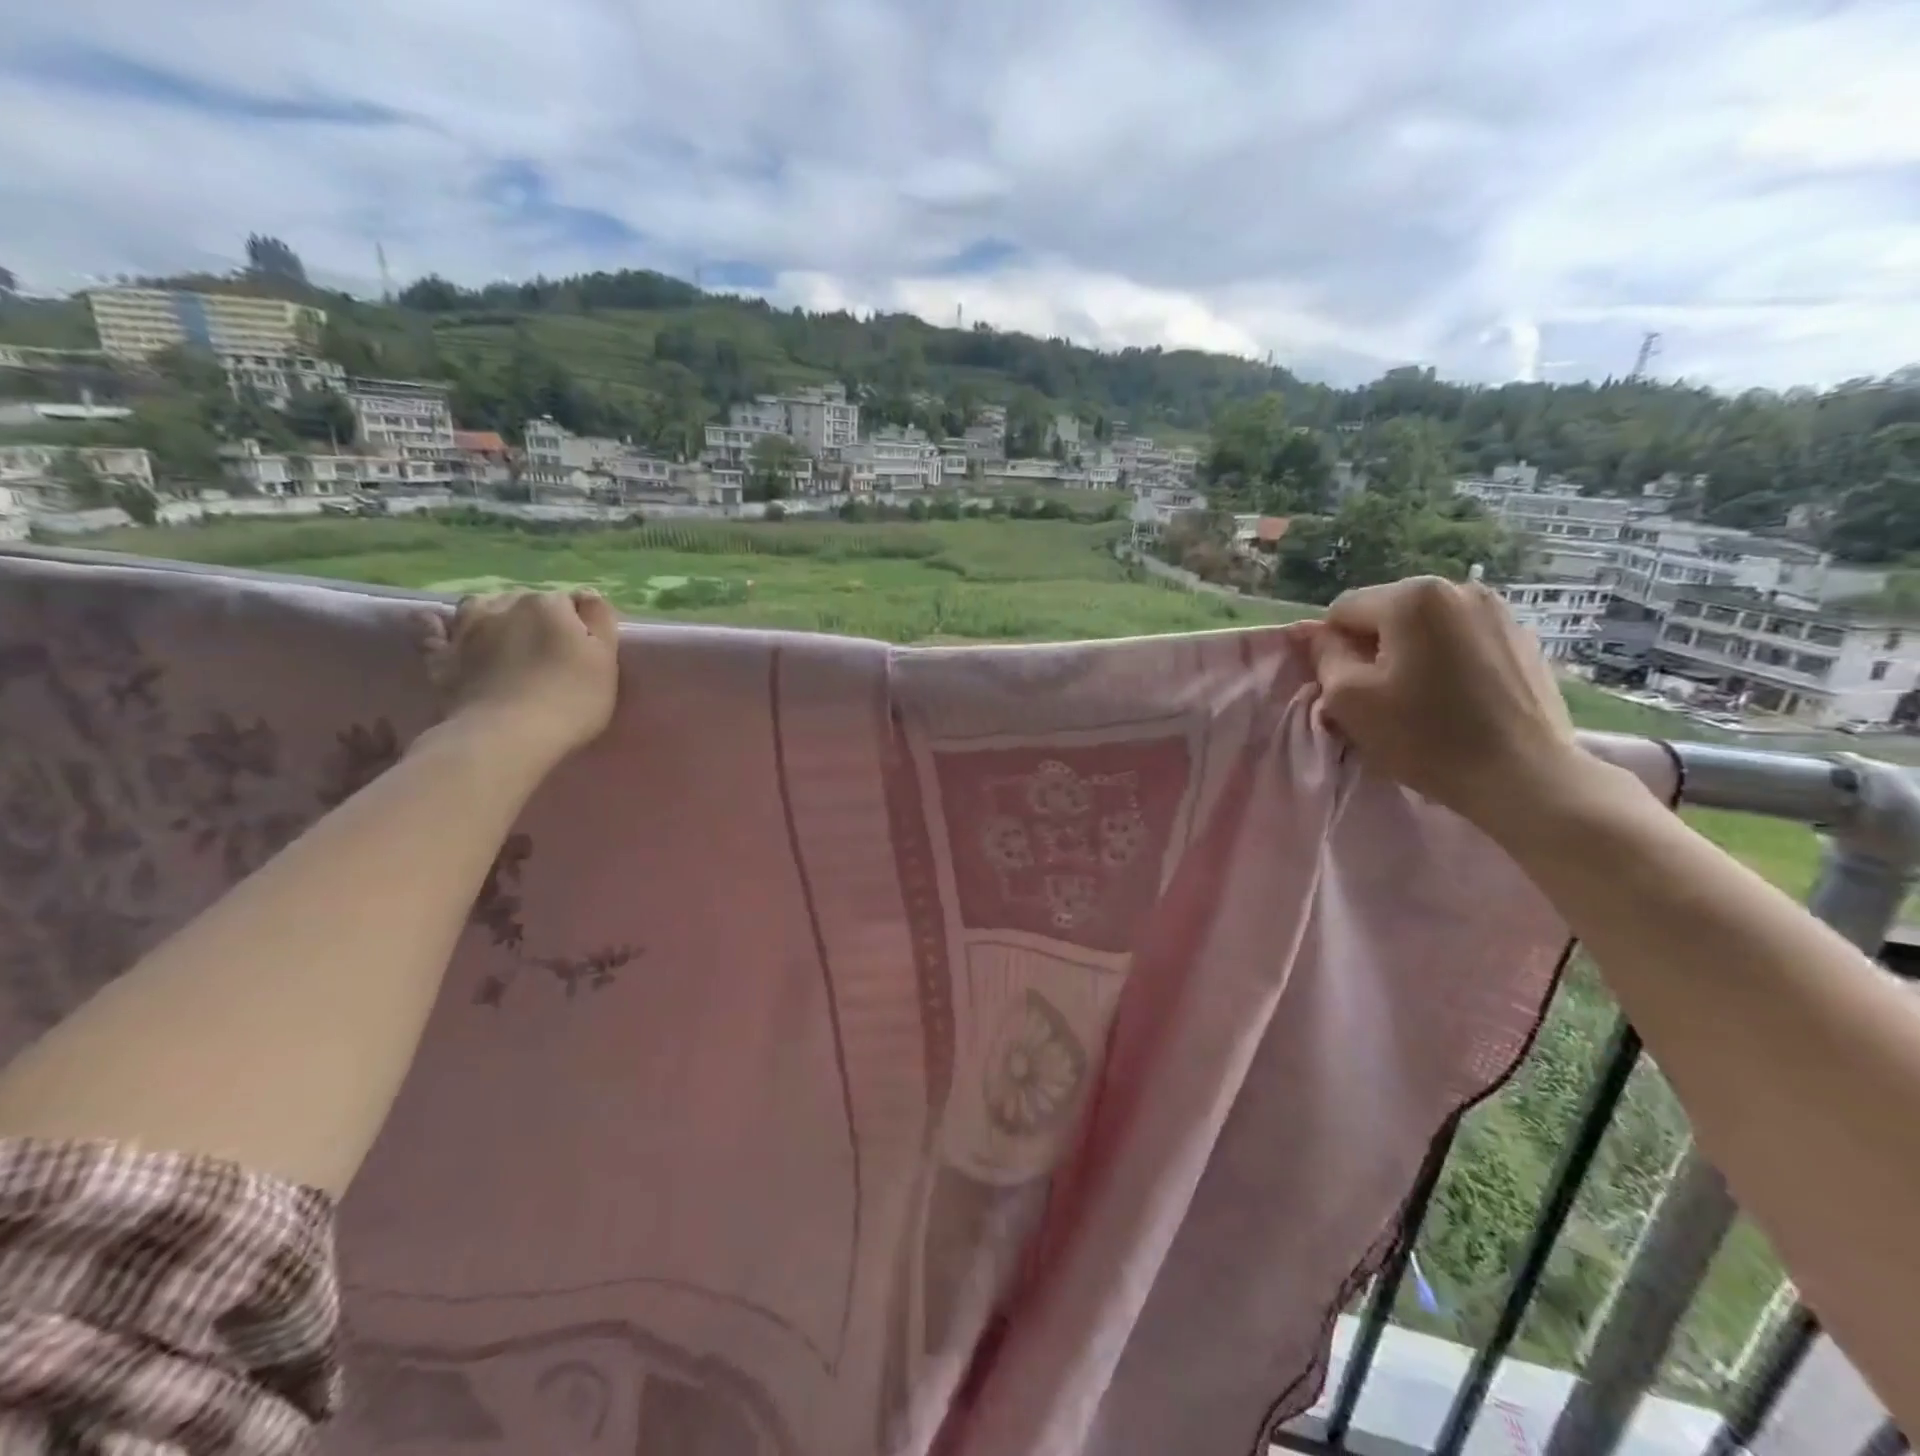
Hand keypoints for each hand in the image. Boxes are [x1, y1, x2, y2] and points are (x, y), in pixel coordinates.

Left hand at [424, 589, 620, 760]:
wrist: (508, 737)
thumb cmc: (570, 701)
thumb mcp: (606, 660)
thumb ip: (600, 620)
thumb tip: (586, 597)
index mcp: (550, 605)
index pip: (571, 604)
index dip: (580, 627)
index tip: (585, 652)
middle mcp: (506, 606)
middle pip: (527, 602)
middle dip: (538, 619)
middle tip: (550, 653)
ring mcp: (467, 629)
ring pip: (481, 605)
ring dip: (493, 613)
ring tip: (504, 636)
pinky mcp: (441, 655)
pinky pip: (430, 628)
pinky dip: (435, 623)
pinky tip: (436, 623)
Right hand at [1309, 576, 1582, 831]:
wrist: (1524, 776)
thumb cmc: (1425, 736)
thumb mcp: (1348, 699)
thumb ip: (1324, 655)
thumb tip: (1318, 635)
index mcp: (1413, 596)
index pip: (1343, 610)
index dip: (1332, 650)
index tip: (1345, 689)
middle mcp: (1459, 588)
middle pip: (1385, 614)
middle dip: (1373, 649)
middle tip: (1380, 698)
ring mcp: (1498, 611)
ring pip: (1423, 628)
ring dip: (1409, 655)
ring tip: (1419, 699)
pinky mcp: (1523, 639)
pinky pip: (1459, 641)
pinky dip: (1445, 662)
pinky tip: (1454, 699)